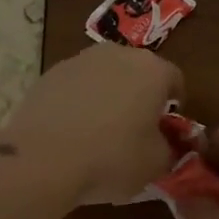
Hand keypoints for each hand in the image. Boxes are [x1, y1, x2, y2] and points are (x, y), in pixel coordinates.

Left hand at [0, 44, 183, 205]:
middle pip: (138, 71)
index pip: (175, 79)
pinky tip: (71, 130)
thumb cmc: (111, 158)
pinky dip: (79, 101)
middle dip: (140, 94)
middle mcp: (118, 54)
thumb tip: (162, 142)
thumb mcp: (156, 164)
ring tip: (100, 130)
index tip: (166, 128)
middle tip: (136, 127)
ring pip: (105, 75)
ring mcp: (80, 60)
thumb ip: (169, 147)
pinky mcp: (50, 73)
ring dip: (108, 94)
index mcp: (152, 70)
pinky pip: (76, 85)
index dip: (174, 104)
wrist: (42, 159)